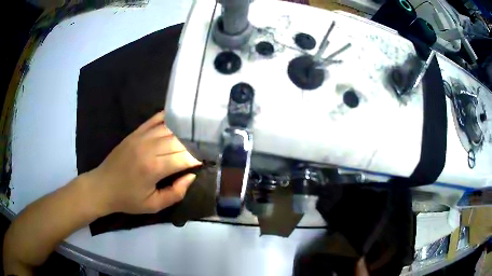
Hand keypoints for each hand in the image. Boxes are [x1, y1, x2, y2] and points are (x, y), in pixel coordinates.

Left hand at [85, 111, 200, 214]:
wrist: (102, 187)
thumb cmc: (128, 199)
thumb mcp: (153, 205)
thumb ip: (175, 193)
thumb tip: (191, 176)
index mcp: (154, 168)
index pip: (183, 158)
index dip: (196, 158)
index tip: (205, 160)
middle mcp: (149, 148)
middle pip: (178, 141)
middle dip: (193, 145)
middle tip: (202, 148)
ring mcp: (140, 137)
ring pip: (169, 129)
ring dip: (183, 132)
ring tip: (194, 136)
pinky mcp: (134, 133)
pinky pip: (154, 120)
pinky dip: (167, 118)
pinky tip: (177, 119)